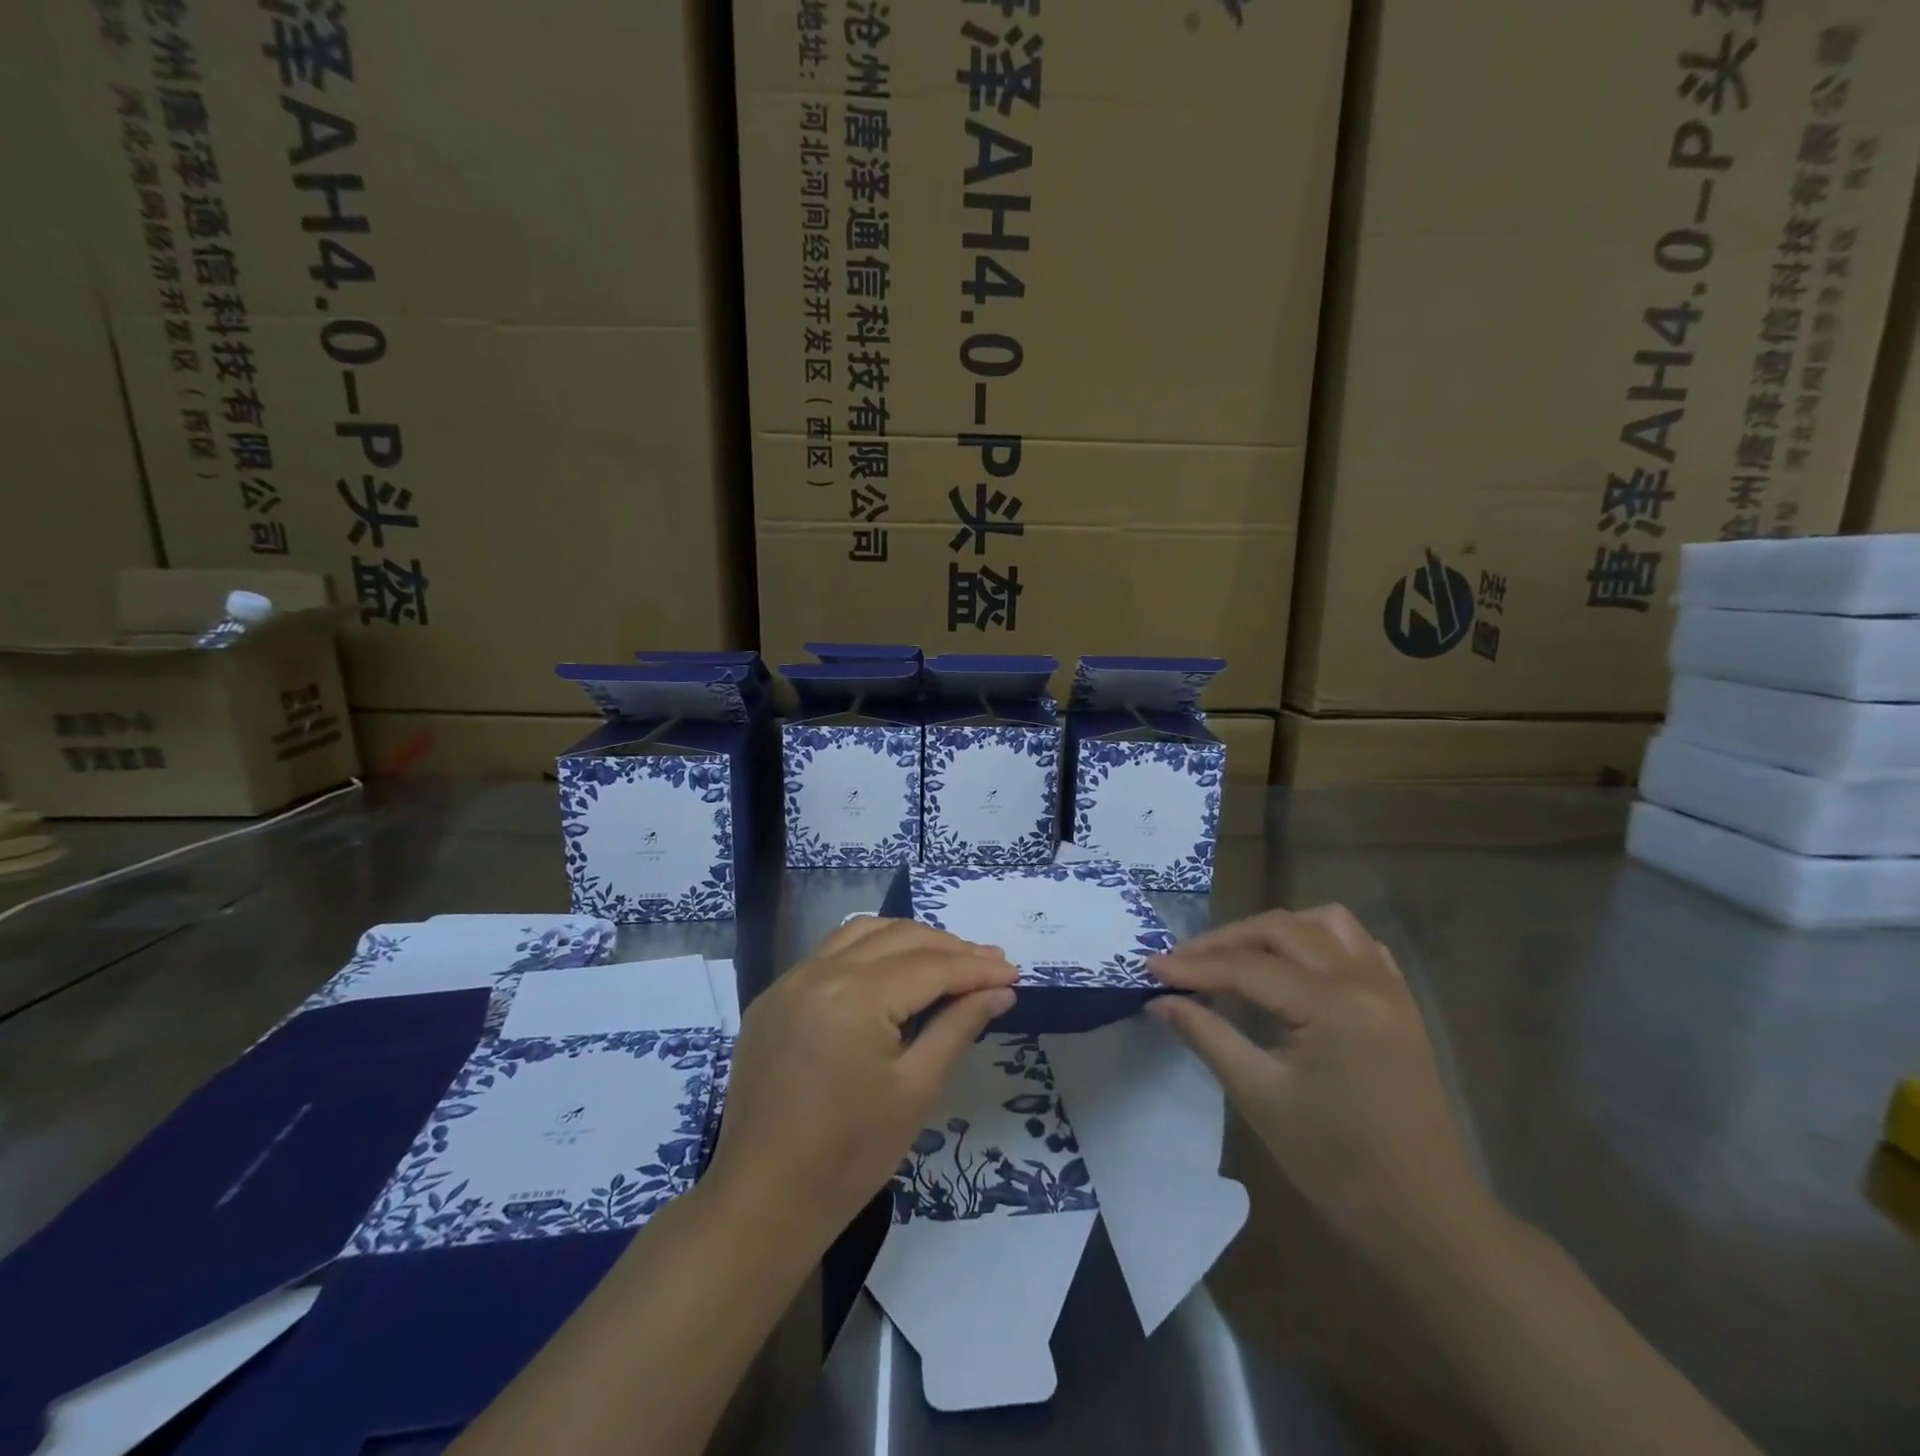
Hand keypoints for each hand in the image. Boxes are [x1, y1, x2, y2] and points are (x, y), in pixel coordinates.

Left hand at [703, 918, 1016, 1249]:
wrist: (762, 1201)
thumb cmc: (849, 1156)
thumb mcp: (916, 1091)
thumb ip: (958, 1027)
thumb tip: (999, 990)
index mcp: (855, 997)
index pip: (930, 966)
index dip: (976, 967)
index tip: (1013, 972)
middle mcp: (819, 972)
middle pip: (899, 938)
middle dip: (949, 948)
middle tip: (990, 965)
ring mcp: (789, 981)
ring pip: (862, 934)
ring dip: (909, 940)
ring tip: (947, 961)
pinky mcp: (773, 998)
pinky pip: (829, 954)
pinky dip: (869, 951)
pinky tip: (890, 973)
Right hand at [1147, 905, 1490, 1262]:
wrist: (1426, 1220)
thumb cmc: (1337, 1166)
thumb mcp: (1260, 1097)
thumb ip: (1207, 1035)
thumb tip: (1160, 1000)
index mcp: (1334, 1006)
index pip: (1248, 968)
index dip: (1194, 966)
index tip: (1150, 967)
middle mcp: (1365, 981)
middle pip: (1282, 930)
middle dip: (1226, 941)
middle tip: (1183, 963)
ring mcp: (1390, 988)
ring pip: (1324, 923)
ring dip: (1275, 930)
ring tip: (1237, 956)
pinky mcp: (1401, 1004)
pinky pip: (1357, 944)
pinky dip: (1317, 941)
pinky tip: (1294, 966)